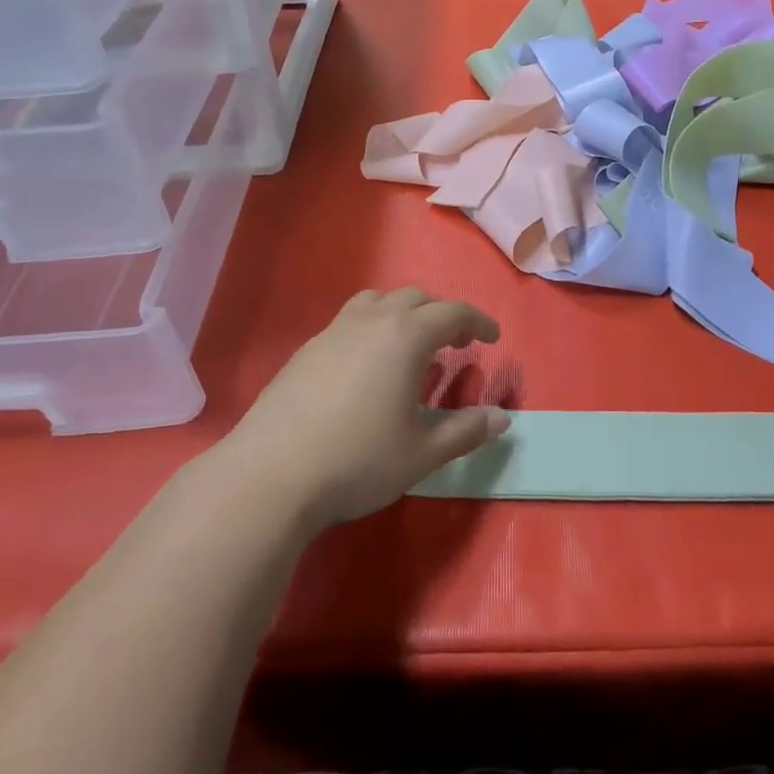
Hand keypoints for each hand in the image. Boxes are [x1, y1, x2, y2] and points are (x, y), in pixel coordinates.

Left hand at [227, 288, 510, 527]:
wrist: (271, 475)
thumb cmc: (359, 460)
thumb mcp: (422, 452)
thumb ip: (466, 431)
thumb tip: (502, 419)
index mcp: (406, 336)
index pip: (453, 312)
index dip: (478, 321)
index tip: (493, 338)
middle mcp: (371, 321)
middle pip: (415, 298)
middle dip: (442, 315)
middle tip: (456, 344)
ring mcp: (333, 332)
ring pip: (377, 302)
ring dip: (403, 314)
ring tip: (409, 345)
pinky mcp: (306, 350)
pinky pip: (350, 321)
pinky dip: (372, 328)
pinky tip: (366, 367)